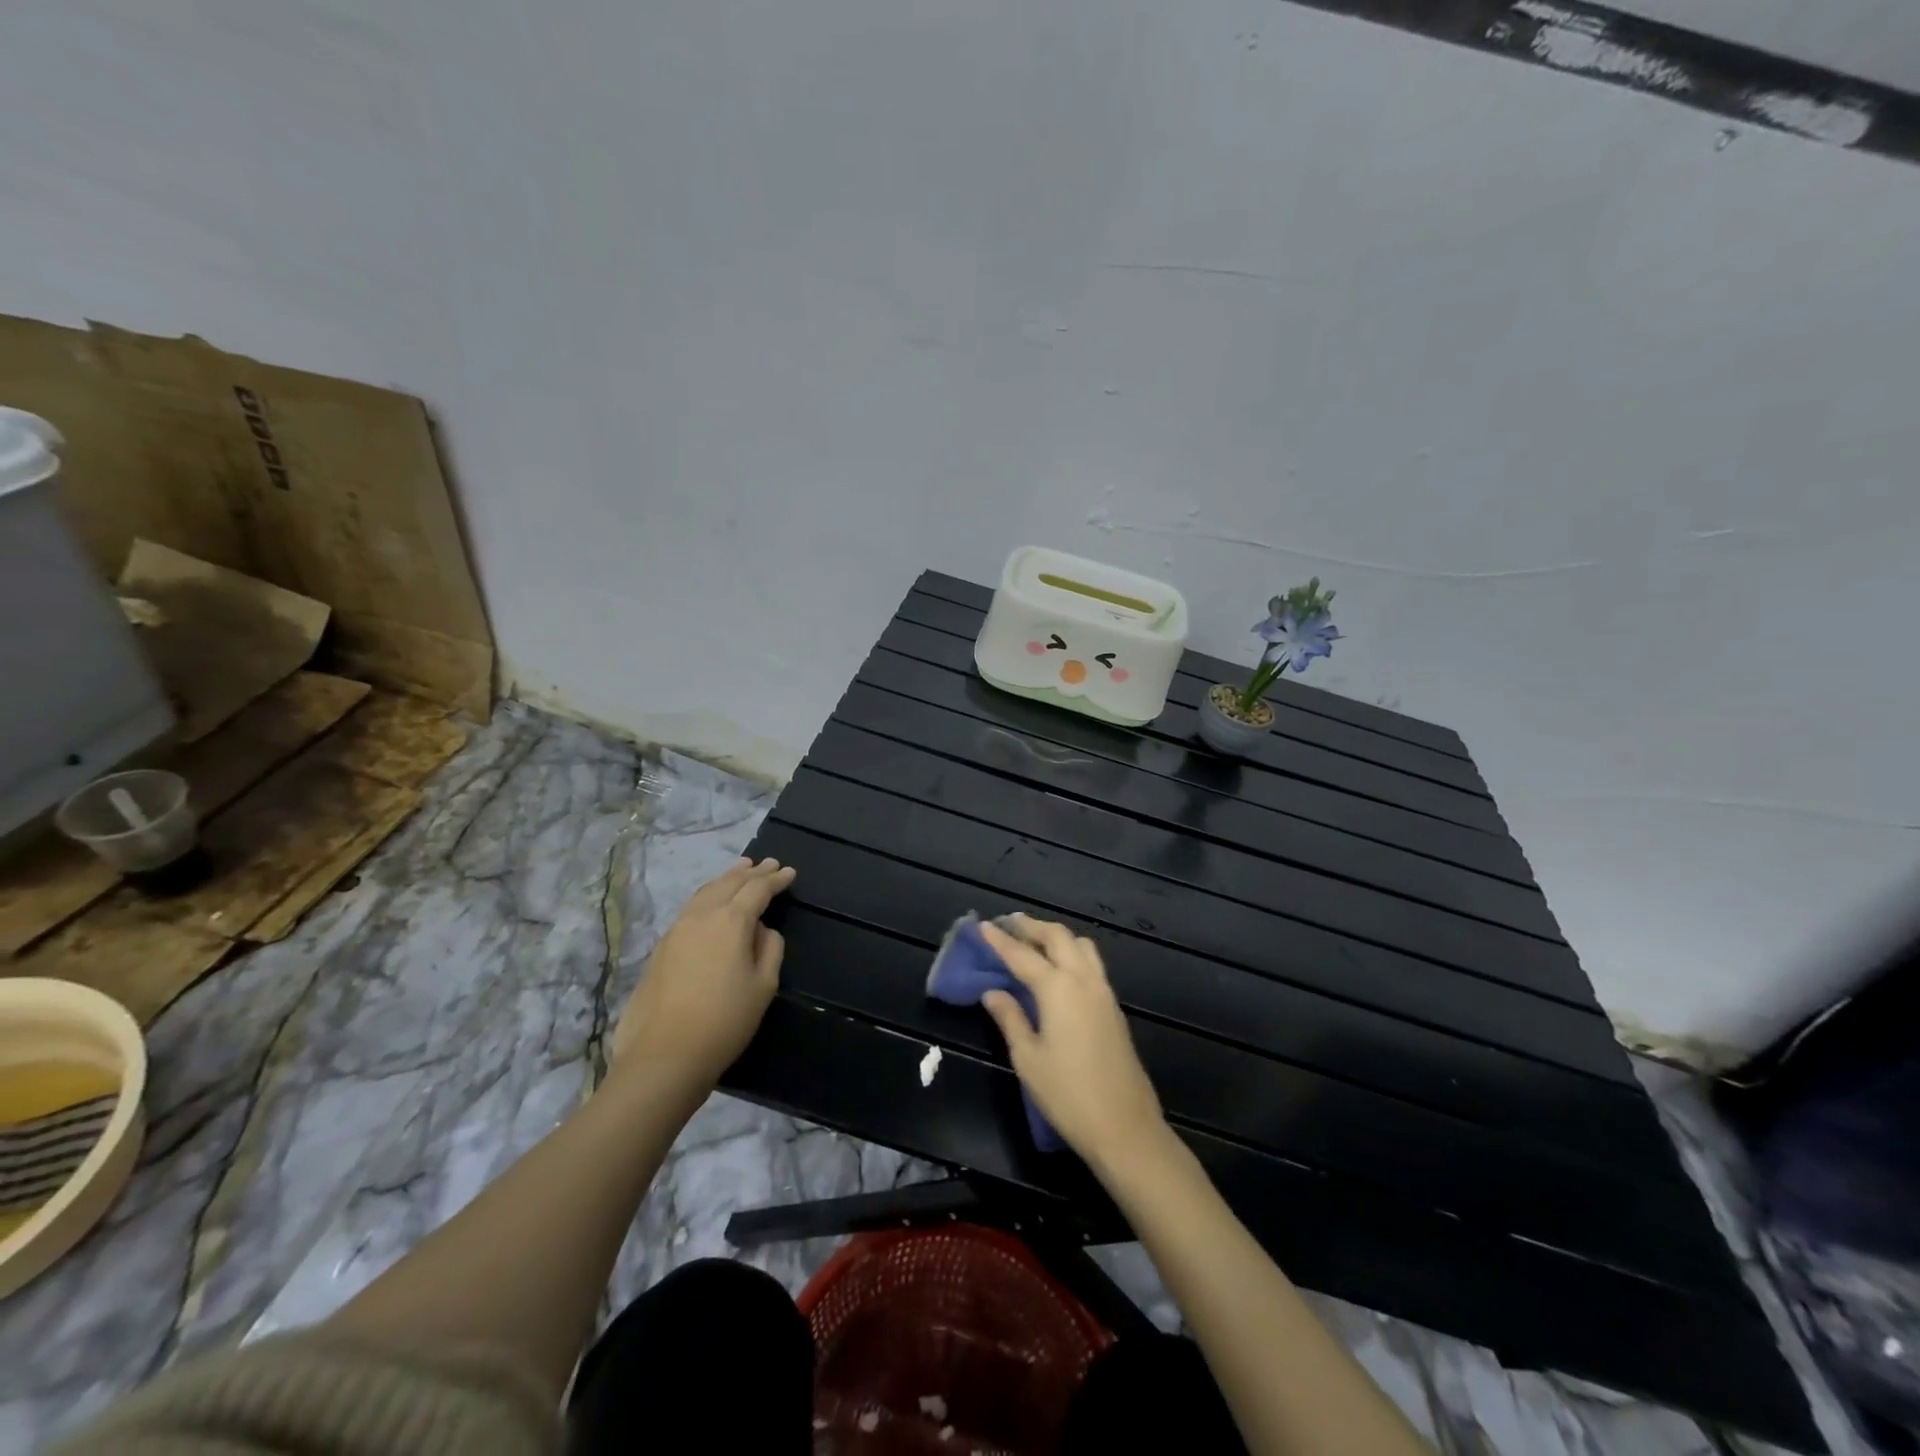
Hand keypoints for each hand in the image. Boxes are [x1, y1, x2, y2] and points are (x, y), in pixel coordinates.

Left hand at [610, 857, 796, 1095]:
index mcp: (731, 921)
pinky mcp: (661, 947)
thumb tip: (761, 931)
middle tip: (768, 863)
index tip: (790, 873)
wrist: (664, 1055)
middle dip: (751, 872)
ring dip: (727, 878)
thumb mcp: (763, 985)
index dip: (776, 879)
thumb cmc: (725, 1020)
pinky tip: (712, 901)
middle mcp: (701, 916)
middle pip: (729, 883)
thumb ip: (770, 949)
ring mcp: (677, 929)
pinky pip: (691, 907)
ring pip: (706, 891)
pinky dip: (709, 895)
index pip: (757, 889)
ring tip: (740, 870)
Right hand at [979, 915, 1167, 1170]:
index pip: (1022, 955)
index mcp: (1058, 989)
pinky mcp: (1114, 1007)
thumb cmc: (1068, 1095)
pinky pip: (1092, 963)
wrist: (1124, 1126)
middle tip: (1009, 923)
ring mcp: (1103, 992)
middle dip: (1032, 926)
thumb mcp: (1028, 1059)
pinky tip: (1059, 968)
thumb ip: (1010, 1018)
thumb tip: (992, 992)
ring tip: (1034, 940)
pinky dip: (1072, 952)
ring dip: (1056, 936)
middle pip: (1058, 937)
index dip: (1000, 940)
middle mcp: (1083, 980)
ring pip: (1081, 945)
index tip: (982, 925)